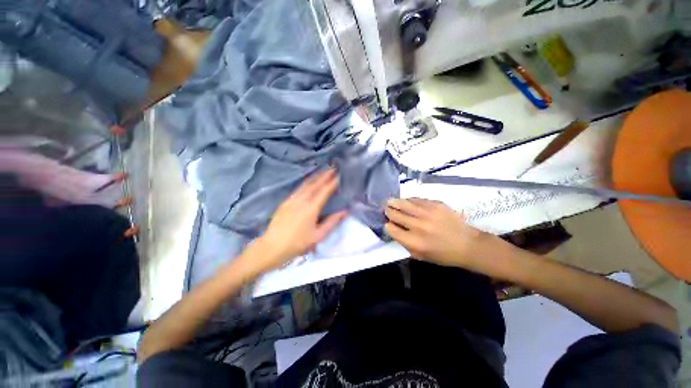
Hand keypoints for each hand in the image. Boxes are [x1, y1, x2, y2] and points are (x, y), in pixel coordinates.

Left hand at [246, 169, 347, 275]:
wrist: (272, 247)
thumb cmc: (297, 243)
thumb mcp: (318, 236)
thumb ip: (332, 222)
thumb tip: (345, 211)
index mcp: (311, 208)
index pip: (324, 191)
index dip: (332, 182)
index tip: (339, 174)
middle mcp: (301, 200)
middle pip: (315, 184)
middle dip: (325, 175)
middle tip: (333, 167)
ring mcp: (292, 199)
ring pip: (306, 184)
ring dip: (316, 176)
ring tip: (324, 170)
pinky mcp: (286, 201)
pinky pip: (299, 188)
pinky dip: (307, 182)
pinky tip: (310, 181)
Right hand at [384, 198, 498, 268]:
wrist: (468, 244)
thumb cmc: (443, 254)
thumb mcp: (420, 256)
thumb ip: (404, 243)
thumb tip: (393, 228)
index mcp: (414, 242)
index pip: (391, 229)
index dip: (387, 225)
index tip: (387, 223)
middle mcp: (418, 226)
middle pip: (395, 214)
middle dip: (388, 211)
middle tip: (386, 209)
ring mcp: (427, 213)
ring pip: (404, 203)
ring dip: (394, 202)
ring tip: (390, 201)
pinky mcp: (436, 204)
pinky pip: (416, 199)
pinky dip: (409, 200)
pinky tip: (406, 201)